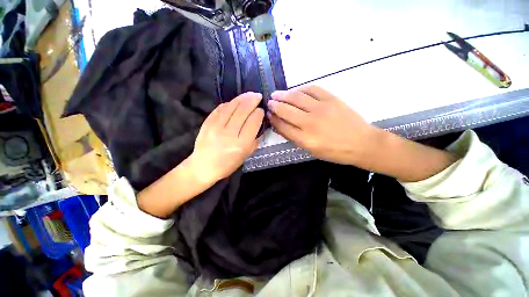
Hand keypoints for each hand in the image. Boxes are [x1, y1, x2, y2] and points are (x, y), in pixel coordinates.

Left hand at [191, 92, 263, 182]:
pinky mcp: (207, 123)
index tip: (261, 110)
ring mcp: (216, 126)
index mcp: (241, 144)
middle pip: (243, 111)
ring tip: (249, 95)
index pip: (253, 122)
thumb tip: (260, 124)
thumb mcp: (246, 155)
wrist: (203, 167)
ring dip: (242, 98)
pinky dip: (229, 103)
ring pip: (231, 106)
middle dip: (252, 100)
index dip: (259, 113)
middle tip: (258, 96)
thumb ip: (255, 140)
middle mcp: (229, 133)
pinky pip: (220, 108)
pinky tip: (235, 102)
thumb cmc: (228, 164)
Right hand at [267, 85, 378, 164]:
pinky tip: (296, 91)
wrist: (362, 143)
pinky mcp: (331, 99)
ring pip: (296, 98)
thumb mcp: (311, 150)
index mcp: (305, 139)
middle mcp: (310, 123)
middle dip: (275, 105)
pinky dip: (301, 89)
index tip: (269, 115)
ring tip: (276, 94)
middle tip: (269, 102)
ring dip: (283, 95)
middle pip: (286, 110)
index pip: (283, 126)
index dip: (273, 119)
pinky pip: (312, 89)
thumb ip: (294, 138)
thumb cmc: (335, 152)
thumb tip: (280, 127)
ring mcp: (321, 109)